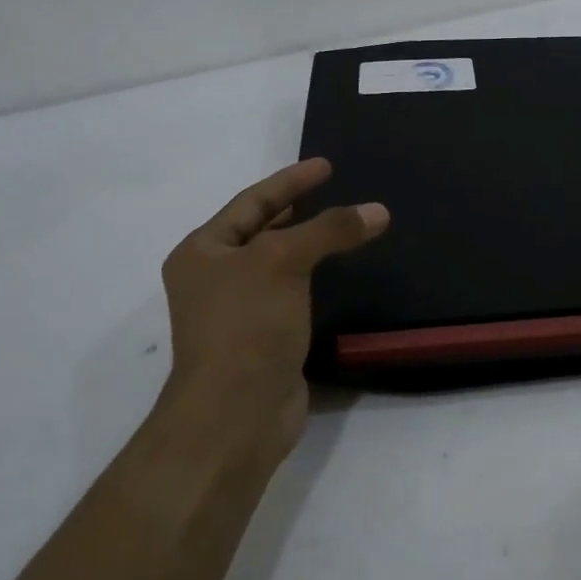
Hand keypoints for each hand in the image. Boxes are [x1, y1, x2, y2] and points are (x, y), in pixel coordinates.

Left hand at [157, 158, 387, 463]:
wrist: (236, 413)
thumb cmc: (247, 325)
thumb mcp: (284, 262)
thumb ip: (331, 230)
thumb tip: (378, 211)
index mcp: (202, 252)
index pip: (252, 203)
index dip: (290, 182)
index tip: (326, 166)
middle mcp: (214, 278)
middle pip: (262, 231)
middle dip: (296, 209)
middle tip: (334, 191)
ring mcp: (238, 311)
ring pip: (279, 264)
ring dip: (309, 245)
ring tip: (343, 227)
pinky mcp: (263, 338)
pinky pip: (292, 293)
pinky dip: (314, 278)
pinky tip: (338, 274)